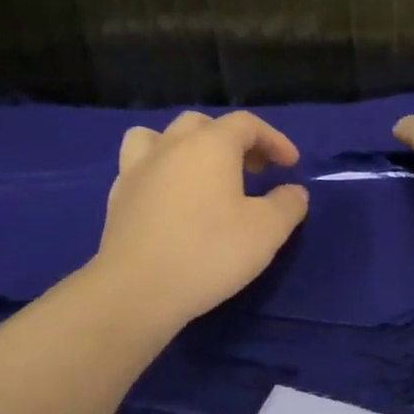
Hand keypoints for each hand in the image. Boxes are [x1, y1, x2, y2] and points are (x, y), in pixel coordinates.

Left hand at [89, 110, 309, 329]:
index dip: (274, 139)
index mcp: (210, 146)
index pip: (246, 124)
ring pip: (161, 137)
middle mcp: (171, 146)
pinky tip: (171, 199)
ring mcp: (138, 169)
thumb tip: (294, 192)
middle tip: (253, 170)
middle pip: (203, 125)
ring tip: (202, 173)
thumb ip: (287, 205)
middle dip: (234, 141)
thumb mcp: (266, 232)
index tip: (291, 165)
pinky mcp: (118, 197)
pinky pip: (141, 166)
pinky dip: (162, 171)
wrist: (138, 289)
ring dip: (187, 146)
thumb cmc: (209, 252)